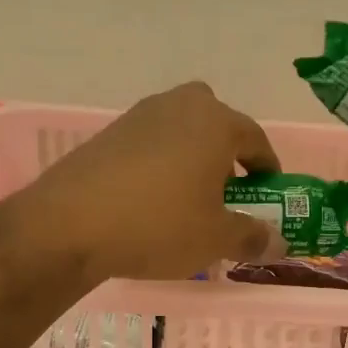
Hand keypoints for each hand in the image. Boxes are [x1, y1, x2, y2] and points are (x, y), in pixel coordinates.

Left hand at [12, 82, 283, 280]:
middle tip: (227, 191)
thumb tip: (278, 242)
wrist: (69, 225)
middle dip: (227, 154)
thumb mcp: (215, 239)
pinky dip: (161, 165)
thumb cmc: (159, 225)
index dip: (267, 168)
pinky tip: (151, 201)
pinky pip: (150, 144)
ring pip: (181, 131)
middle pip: (216, 123)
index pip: (255, 138)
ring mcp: (139, 116)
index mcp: (216, 122)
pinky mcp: (108, 134)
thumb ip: (252, 236)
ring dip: (193, 158)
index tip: (268, 193)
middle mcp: (180, 105)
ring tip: (189, 200)